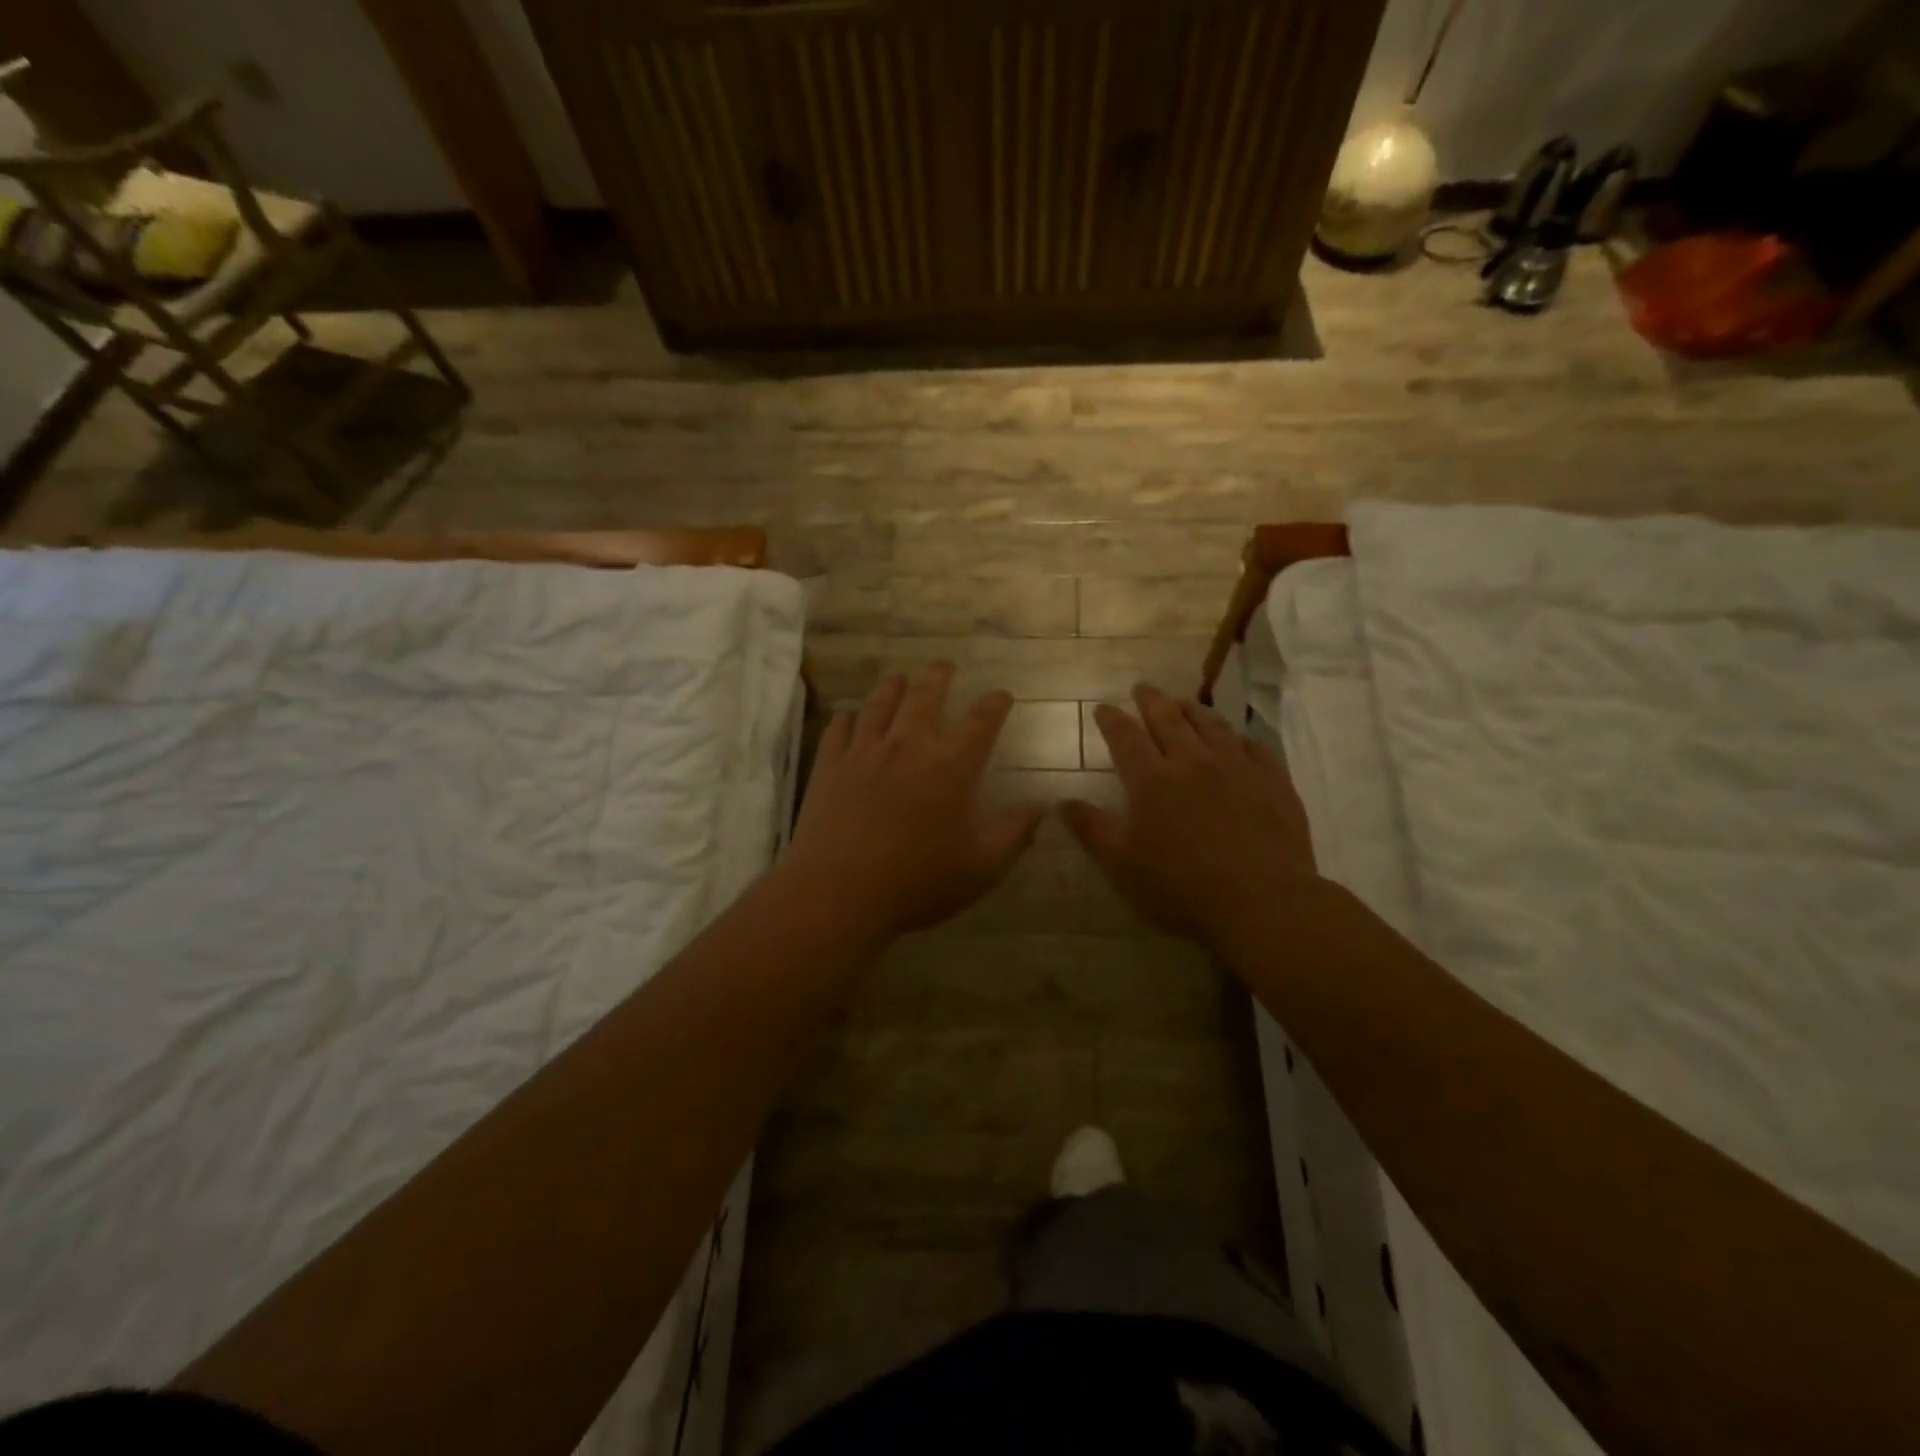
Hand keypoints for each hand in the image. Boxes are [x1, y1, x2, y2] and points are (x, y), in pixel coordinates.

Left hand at [785, 664, 1045, 945]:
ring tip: (900, 678)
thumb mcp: (982, 867)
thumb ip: (1015, 833)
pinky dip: (848, 717)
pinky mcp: (830, 765)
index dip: (995, 703)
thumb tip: (1042, 806)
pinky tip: (849, 716)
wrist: (838, 892)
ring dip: (894, 687)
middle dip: (939, 676)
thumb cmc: (917, 882)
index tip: (1002, 695)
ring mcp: (865, 751)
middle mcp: (909, 746)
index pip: (981, 721)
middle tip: (944, 666)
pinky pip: (840, 728)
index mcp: (951, 766)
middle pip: (925, 696)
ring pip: (881, 704)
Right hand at [1063, 685, 1318, 942]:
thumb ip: (1091, 829)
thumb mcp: (1122, 866)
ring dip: (1191, 709)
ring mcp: (1236, 767)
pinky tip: (1234, 738)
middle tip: (1142, 688)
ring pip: (1211, 725)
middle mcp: (1192, 762)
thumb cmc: (1182, 888)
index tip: (1103, 709)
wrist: (1263, 903)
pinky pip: (1252, 745)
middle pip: (1168, 719)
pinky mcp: (1272, 780)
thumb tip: (1061, 801)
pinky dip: (1236, 736)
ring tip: (1181, 702)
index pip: (1126, 737)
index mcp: (1152, 780)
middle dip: (1150, 700)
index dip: (1112, 720)